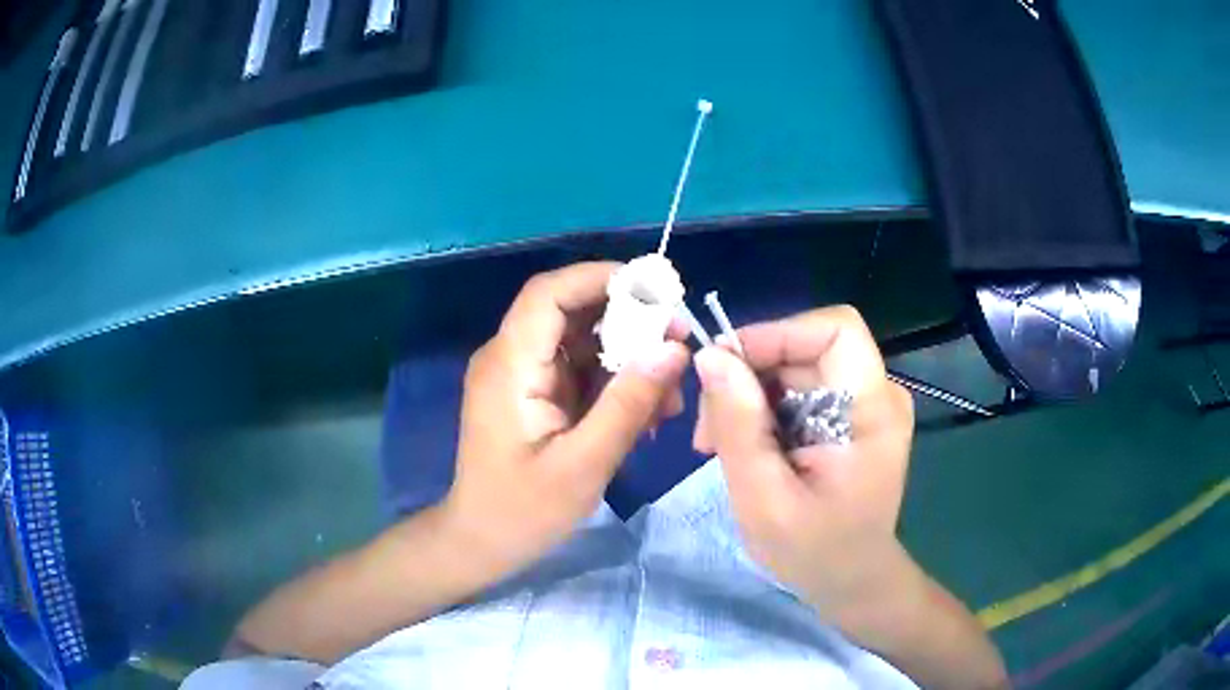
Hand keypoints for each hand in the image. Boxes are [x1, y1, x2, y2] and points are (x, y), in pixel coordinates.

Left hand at [444, 262, 689, 577]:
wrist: (481, 541)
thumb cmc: (523, 511)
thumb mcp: (584, 465)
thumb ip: (628, 405)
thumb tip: (674, 349)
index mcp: (510, 365)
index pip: (549, 293)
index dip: (601, 278)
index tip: (659, 293)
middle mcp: (512, 358)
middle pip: (572, 311)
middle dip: (630, 320)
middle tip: (680, 344)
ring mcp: (524, 375)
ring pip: (583, 341)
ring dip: (629, 357)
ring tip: (670, 395)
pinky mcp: (536, 393)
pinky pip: (582, 370)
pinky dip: (616, 382)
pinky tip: (649, 412)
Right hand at [693, 306, 915, 626]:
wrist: (852, 581)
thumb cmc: (814, 552)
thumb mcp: (763, 498)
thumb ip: (738, 426)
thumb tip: (709, 357)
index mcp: (871, 409)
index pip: (834, 328)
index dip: (777, 334)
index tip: (724, 369)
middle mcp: (876, 394)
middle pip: (805, 347)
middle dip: (747, 375)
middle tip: (707, 430)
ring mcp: (864, 404)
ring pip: (794, 366)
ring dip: (748, 396)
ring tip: (718, 445)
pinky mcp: (849, 416)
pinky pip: (798, 389)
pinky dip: (762, 410)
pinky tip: (743, 447)